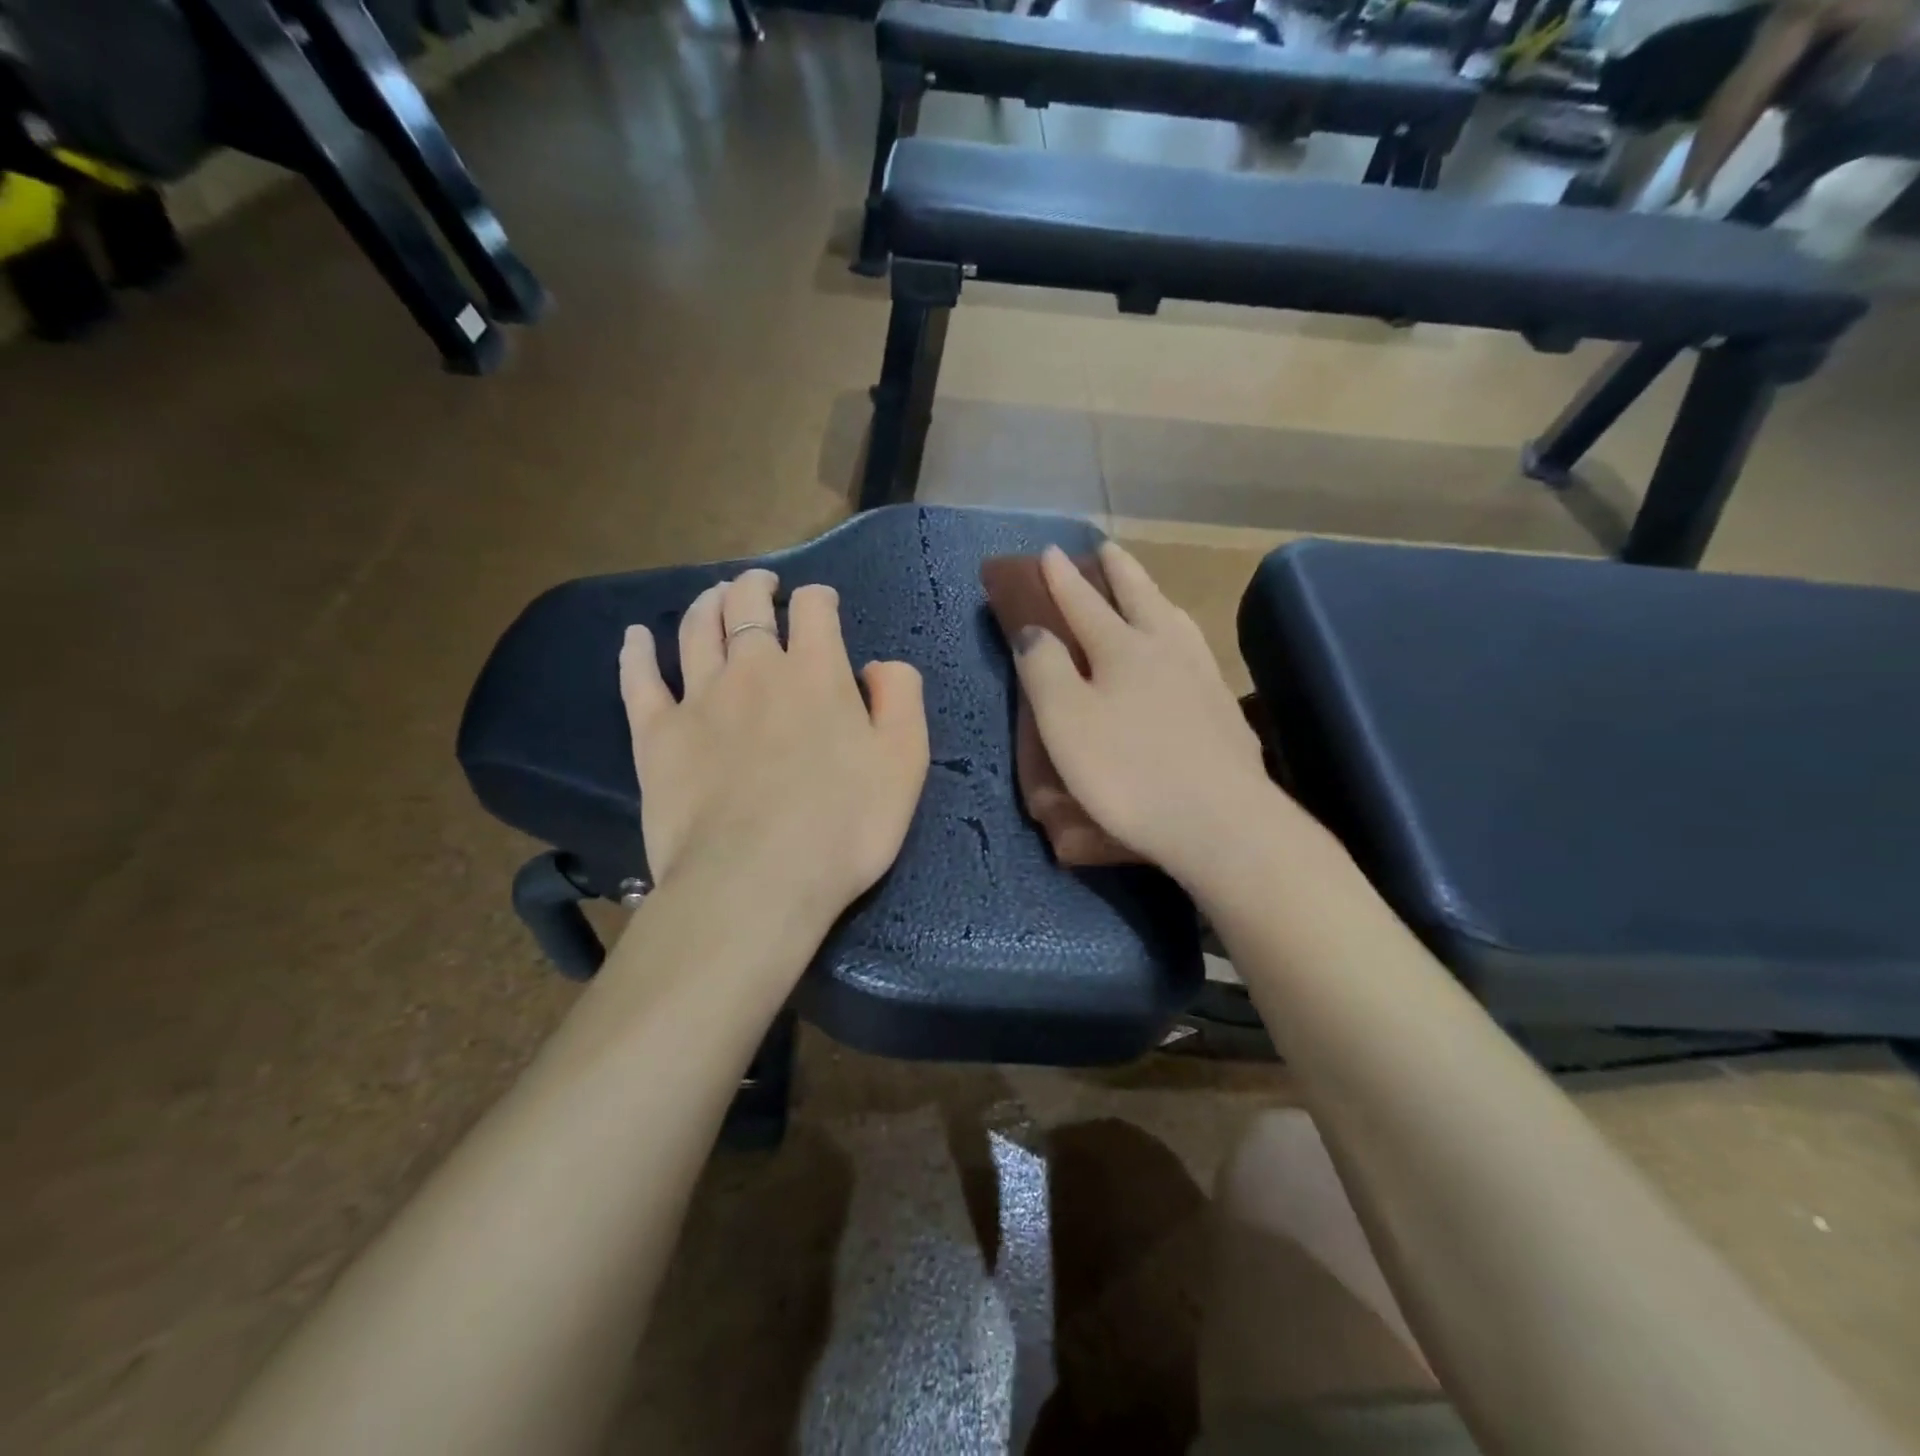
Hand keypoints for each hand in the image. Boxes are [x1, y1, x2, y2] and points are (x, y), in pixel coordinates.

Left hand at [619, 569, 929, 931]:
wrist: (757, 882)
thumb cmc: (844, 826)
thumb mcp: (905, 762)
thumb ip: (901, 699)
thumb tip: (880, 665)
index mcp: (816, 672)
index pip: (814, 609)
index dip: (820, 598)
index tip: (823, 605)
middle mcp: (755, 669)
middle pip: (746, 605)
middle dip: (755, 587)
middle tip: (761, 585)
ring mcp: (699, 698)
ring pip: (696, 630)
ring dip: (706, 604)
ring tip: (714, 597)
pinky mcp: (657, 735)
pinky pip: (639, 680)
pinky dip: (636, 653)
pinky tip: (635, 638)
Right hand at [1011, 544, 1281, 880]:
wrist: (1221, 821)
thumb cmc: (1128, 773)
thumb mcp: (1066, 722)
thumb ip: (1044, 670)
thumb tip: (1034, 630)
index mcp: (1122, 649)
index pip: (1084, 603)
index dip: (1063, 578)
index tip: (1049, 551)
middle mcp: (1167, 650)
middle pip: (1140, 597)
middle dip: (1118, 570)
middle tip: (1106, 548)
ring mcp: (1204, 677)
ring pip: (1176, 620)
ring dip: (1156, 597)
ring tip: (1148, 592)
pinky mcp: (1226, 710)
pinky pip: (1197, 652)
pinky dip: (1181, 635)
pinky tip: (1186, 654)